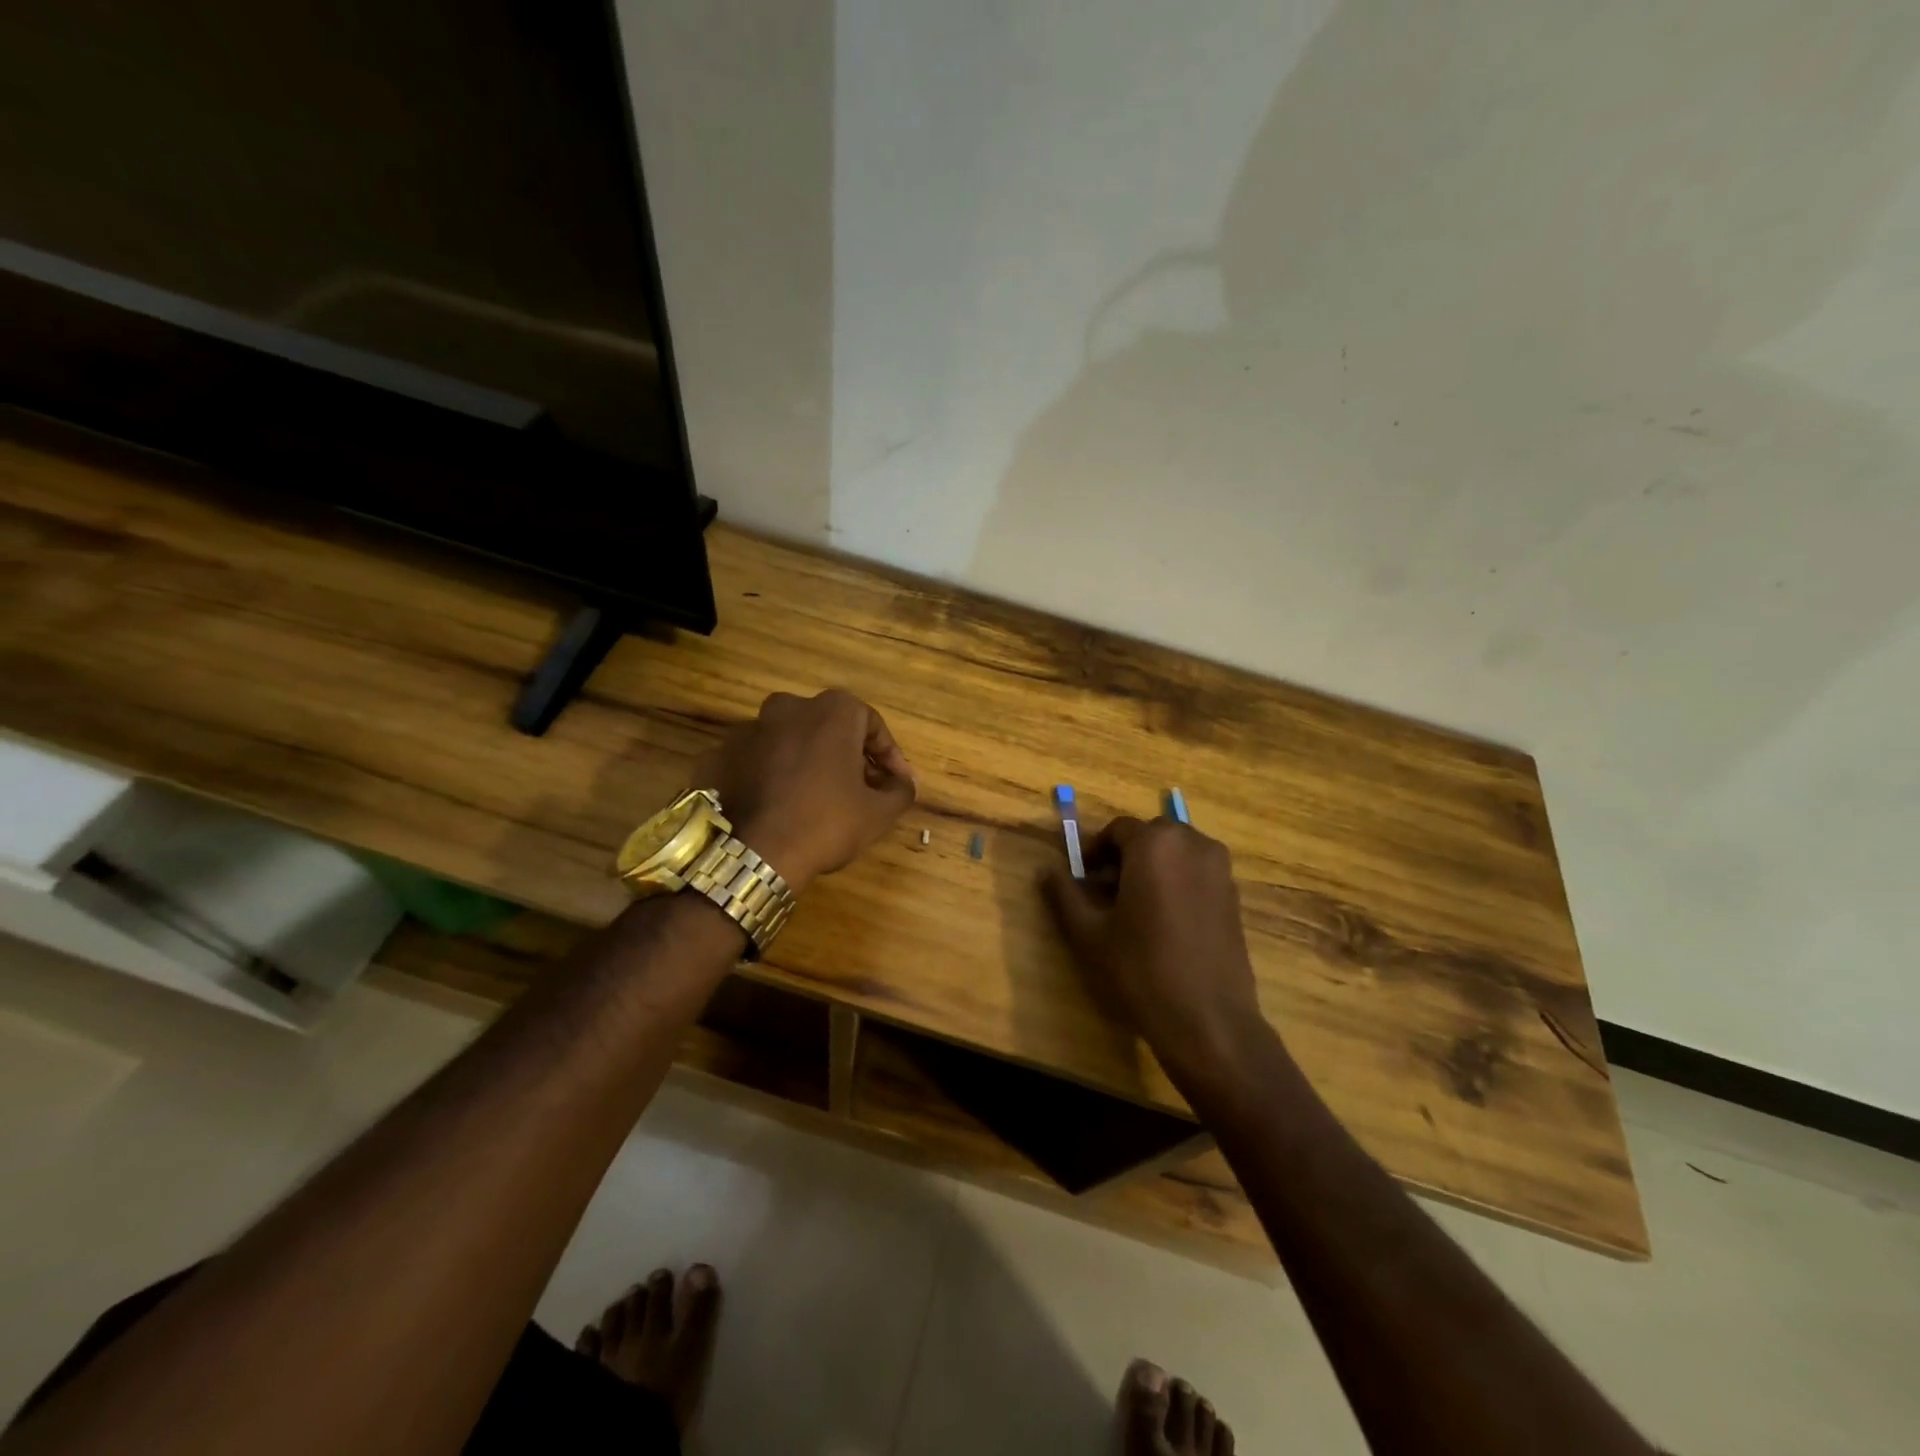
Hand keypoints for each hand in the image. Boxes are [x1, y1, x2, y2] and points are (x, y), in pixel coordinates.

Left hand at [707, 689, 915, 892]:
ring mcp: (749, 729)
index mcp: (832, 710)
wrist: (752, 854)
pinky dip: (772, 775)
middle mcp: (789, 707)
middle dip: (848, 755)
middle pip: (830, 728)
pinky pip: (758, 761)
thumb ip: (900, 790)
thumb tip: (903, 783)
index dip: (889, 756)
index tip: (896, 784)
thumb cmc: (826, 823)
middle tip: (860, 789)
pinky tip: (780, 805)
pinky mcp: (720, 754)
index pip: (872, 725)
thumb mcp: (879, 813)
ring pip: (791, 741)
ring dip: (808, 762)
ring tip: (818, 799)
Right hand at [1042, 816, 1269, 1091]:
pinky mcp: (1234, 895)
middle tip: (1106, 891)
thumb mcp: (1089, 933)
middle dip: (1125, 856)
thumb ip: (1065, 894)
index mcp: (1155, 844)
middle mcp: (1193, 844)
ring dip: (1153, 867)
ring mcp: (1220, 869)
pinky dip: (1177, 882)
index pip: (1117, 830)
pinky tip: (1164, 922)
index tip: (1082, 878)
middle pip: (1150, 836)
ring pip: (1176, 852)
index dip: (1095, 851)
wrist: (1208, 1020)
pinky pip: (1197, 872)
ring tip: (1135, 907)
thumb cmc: (1141, 969)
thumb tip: (1046, 870)